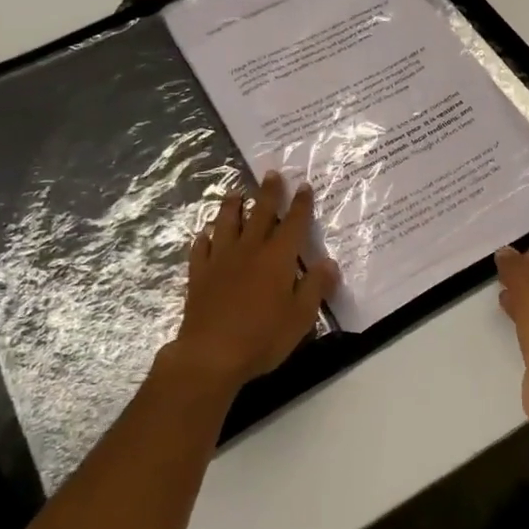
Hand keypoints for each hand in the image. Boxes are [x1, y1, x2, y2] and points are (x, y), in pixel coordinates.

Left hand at [164, 172, 339, 395]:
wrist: (211, 354)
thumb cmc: (263, 337)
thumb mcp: (301, 316)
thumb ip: (316, 286)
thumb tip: (330, 263)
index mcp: (277, 258)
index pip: (292, 223)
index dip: (300, 204)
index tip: (303, 185)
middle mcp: (249, 250)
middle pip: (259, 213)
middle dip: (268, 193)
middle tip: (271, 173)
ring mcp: (220, 260)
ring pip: (226, 223)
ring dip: (231, 206)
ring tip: (234, 192)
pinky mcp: (199, 274)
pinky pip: (201, 248)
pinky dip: (204, 238)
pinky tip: (205, 234)